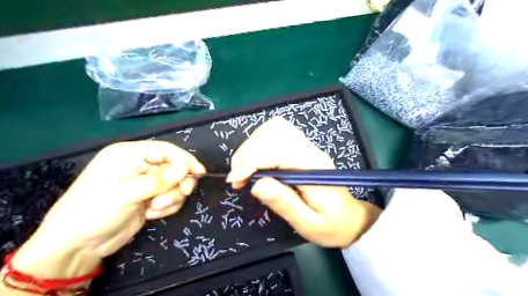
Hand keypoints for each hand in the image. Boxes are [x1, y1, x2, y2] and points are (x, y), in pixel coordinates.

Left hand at [11, 142, 205, 278]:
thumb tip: (186, 169)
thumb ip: (160, 180)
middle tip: (181, 193)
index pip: (166, 150)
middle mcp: (140, 166)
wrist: (79, 245)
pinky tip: (151, 214)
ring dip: (171, 197)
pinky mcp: (150, 198)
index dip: (185, 159)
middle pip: (174, 167)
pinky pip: (171, 197)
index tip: (200, 172)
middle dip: (178, 182)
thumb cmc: (95, 210)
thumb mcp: (128, 192)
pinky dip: (166, 207)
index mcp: (130, 155)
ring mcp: (146, 183)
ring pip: (175, 184)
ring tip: (155, 208)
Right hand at [226, 116, 379, 248]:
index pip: (277, 151)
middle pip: (273, 133)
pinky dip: (260, 142)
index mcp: (313, 168)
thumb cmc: (331, 226)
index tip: (234, 181)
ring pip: (275, 128)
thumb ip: (284, 203)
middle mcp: (310, 150)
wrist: (351, 219)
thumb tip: (256, 185)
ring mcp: (307, 147)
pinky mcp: (302, 148)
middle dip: (248, 152)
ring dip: (252, 145)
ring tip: (244, 169)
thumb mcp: (308, 224)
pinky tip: (256, 160)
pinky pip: (278, 132)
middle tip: (237, 178)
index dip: (251, 162)